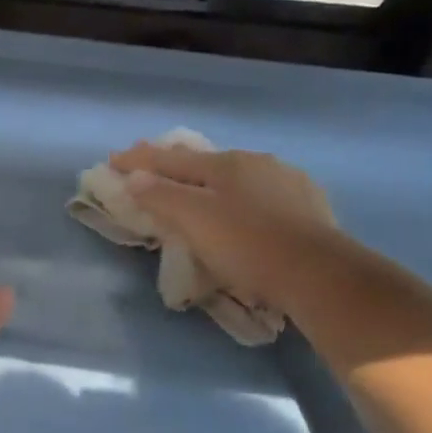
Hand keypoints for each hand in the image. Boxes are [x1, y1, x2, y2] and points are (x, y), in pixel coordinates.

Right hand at [109, 143, 339, 308]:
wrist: (318, 273)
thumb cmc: (248, 246)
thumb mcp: (196, 221)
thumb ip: (162, 197)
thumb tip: (134, 177)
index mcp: (224, 164)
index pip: (170, 159)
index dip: (139, 160)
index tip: (113, 160)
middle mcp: (255, 162)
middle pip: (203, 161)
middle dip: (173, 164)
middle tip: (150, 167)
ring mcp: (286, 181)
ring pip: (236, 174)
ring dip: (209, 179)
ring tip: (196, 187)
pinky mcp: (308, 204)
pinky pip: (261, 192)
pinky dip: (240, 195)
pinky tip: (245, 206)